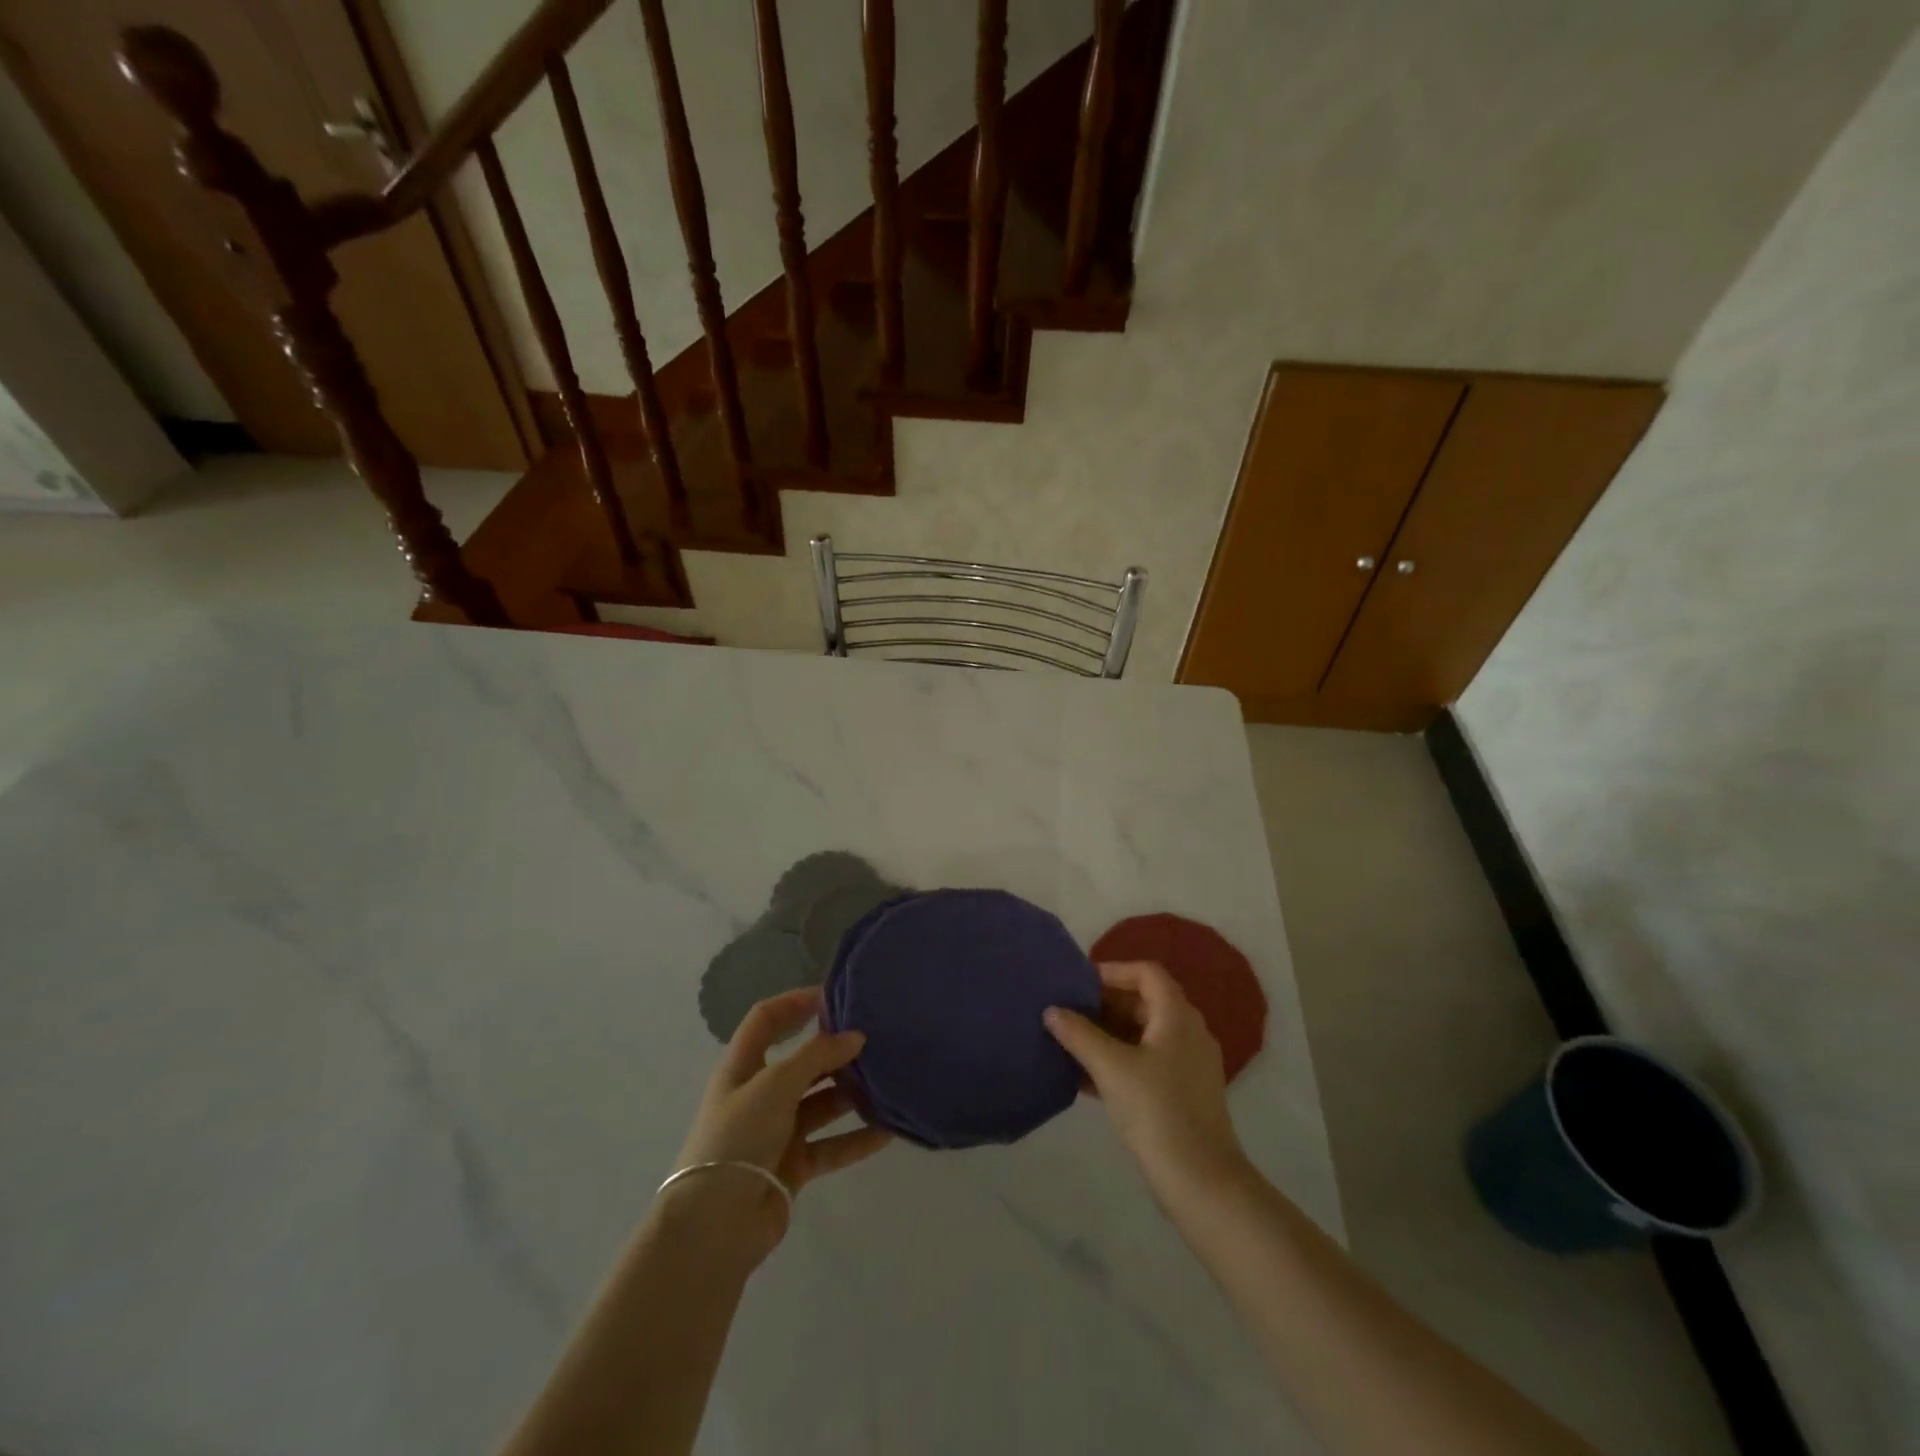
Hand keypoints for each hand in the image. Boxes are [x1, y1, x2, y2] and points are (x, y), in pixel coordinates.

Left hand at [668, 987, 891, 1261]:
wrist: (715, 1225)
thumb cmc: (738, 1138)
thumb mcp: (775, 1085)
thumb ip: (817, 1056)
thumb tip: (856, 1036)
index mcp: (743, 1067)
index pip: (766, 1020)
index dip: (795, 1003)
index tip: (834, 995)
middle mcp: (760, 1094)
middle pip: (802, 1062)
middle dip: (835, 1051)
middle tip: (876, 1040)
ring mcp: (777, 1131)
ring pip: (821, 1103)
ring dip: (851, 1094)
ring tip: (888, 1081)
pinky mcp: (793, 1165)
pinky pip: (831, 1144)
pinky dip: (857, 1138)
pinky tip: (888, 1131)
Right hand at [1044, 961, 1246, 1198]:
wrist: (1201, 1182)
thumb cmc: (1156, 1111)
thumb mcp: (1111, 1068)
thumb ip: (1079, 1035)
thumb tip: (1052, 1011)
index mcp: (1177, 1017)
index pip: (1147, 973)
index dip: (1113, 971)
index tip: (1079, 982)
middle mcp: (1188, 1033)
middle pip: (1145, 1002)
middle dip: (1105, 1004)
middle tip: (1068, 1011)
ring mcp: (1188, 1065)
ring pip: (1143, 1035)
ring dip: (1108, 1034)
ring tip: (1070, 1042)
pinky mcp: (1183, 1094)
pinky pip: (1146, 1062)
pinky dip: (1118, 1061)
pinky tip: (1085, 1078)